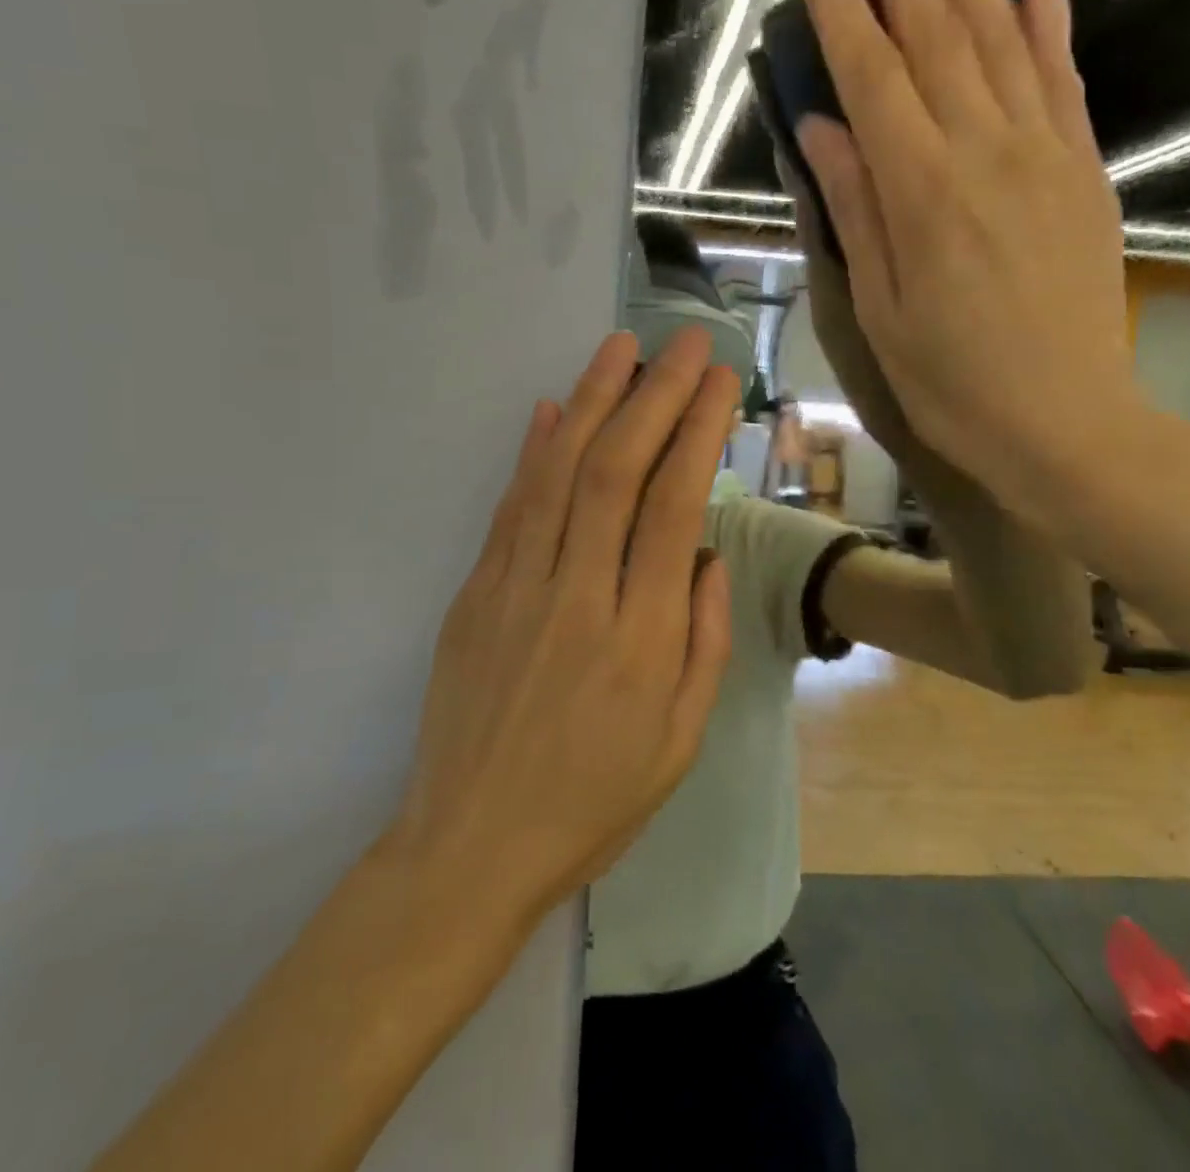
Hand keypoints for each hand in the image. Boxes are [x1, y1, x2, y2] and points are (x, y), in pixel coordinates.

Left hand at [391, 326, 736, 928]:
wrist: (472, 846)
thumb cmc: (593, 802)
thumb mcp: (681, 740)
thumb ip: (702, 638)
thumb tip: (706, 553)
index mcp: (640, 637)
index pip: (674, 506)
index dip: (696, 432)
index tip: (717, 382)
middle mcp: (577, 595)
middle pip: (616, 472)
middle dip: (654, 395)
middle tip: (684, 343)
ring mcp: (515, 588)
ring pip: (557, 474)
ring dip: (590, 401)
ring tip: (618, 347)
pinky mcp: (474, 594)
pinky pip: (509, 508)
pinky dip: (531, 452)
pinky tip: (548, 409)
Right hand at [795, 0, 1135, 519]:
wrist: (1063, 422)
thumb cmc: (949, 381)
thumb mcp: (877, 308)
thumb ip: (854, 208)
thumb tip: (820, 127)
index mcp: (919, 193)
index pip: (870, 76)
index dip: (838, 10)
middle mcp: (983, 152)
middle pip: (934, 35)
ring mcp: (1044, 154)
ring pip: (1000, 38)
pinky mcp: (1084, 171)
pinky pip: (1064, 79)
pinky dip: (1049, 20)